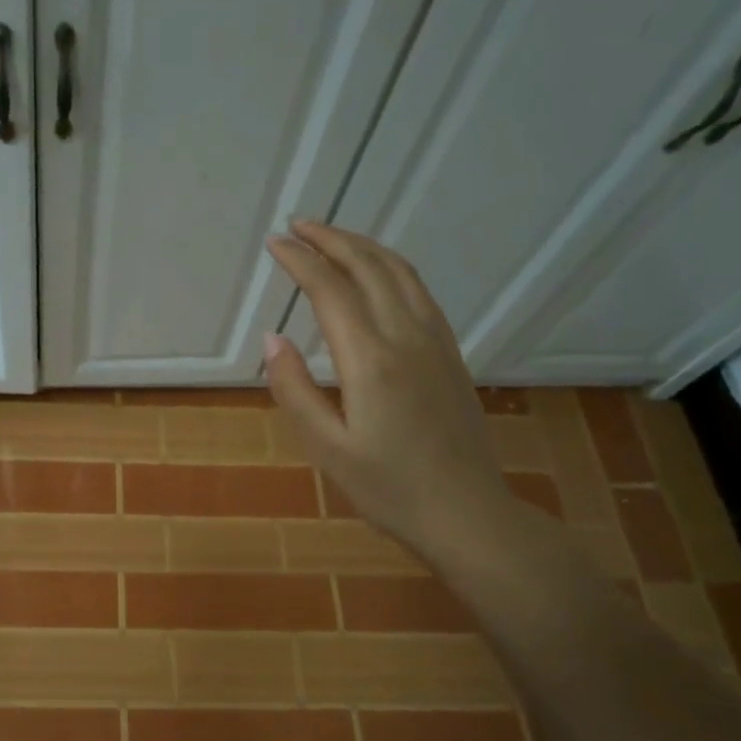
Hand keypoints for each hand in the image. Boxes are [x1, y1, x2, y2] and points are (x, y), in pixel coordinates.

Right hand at [264, 221, 512, 559]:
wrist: (468, 514)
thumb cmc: (390, 489)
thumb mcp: (328, 450)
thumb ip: (294, 391)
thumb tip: (271, 339)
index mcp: (370, 361)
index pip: (330, 290)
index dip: (300, 260)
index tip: (275, 243)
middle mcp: (406, 337)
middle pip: (368, 267)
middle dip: (330, 239)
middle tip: (296, 225)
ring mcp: (435, 342)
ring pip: (400, 272)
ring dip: (363, 246)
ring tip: (332, 237)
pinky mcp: (450, 353)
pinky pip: (419, 291)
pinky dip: (391, 267)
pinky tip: (378, 273)